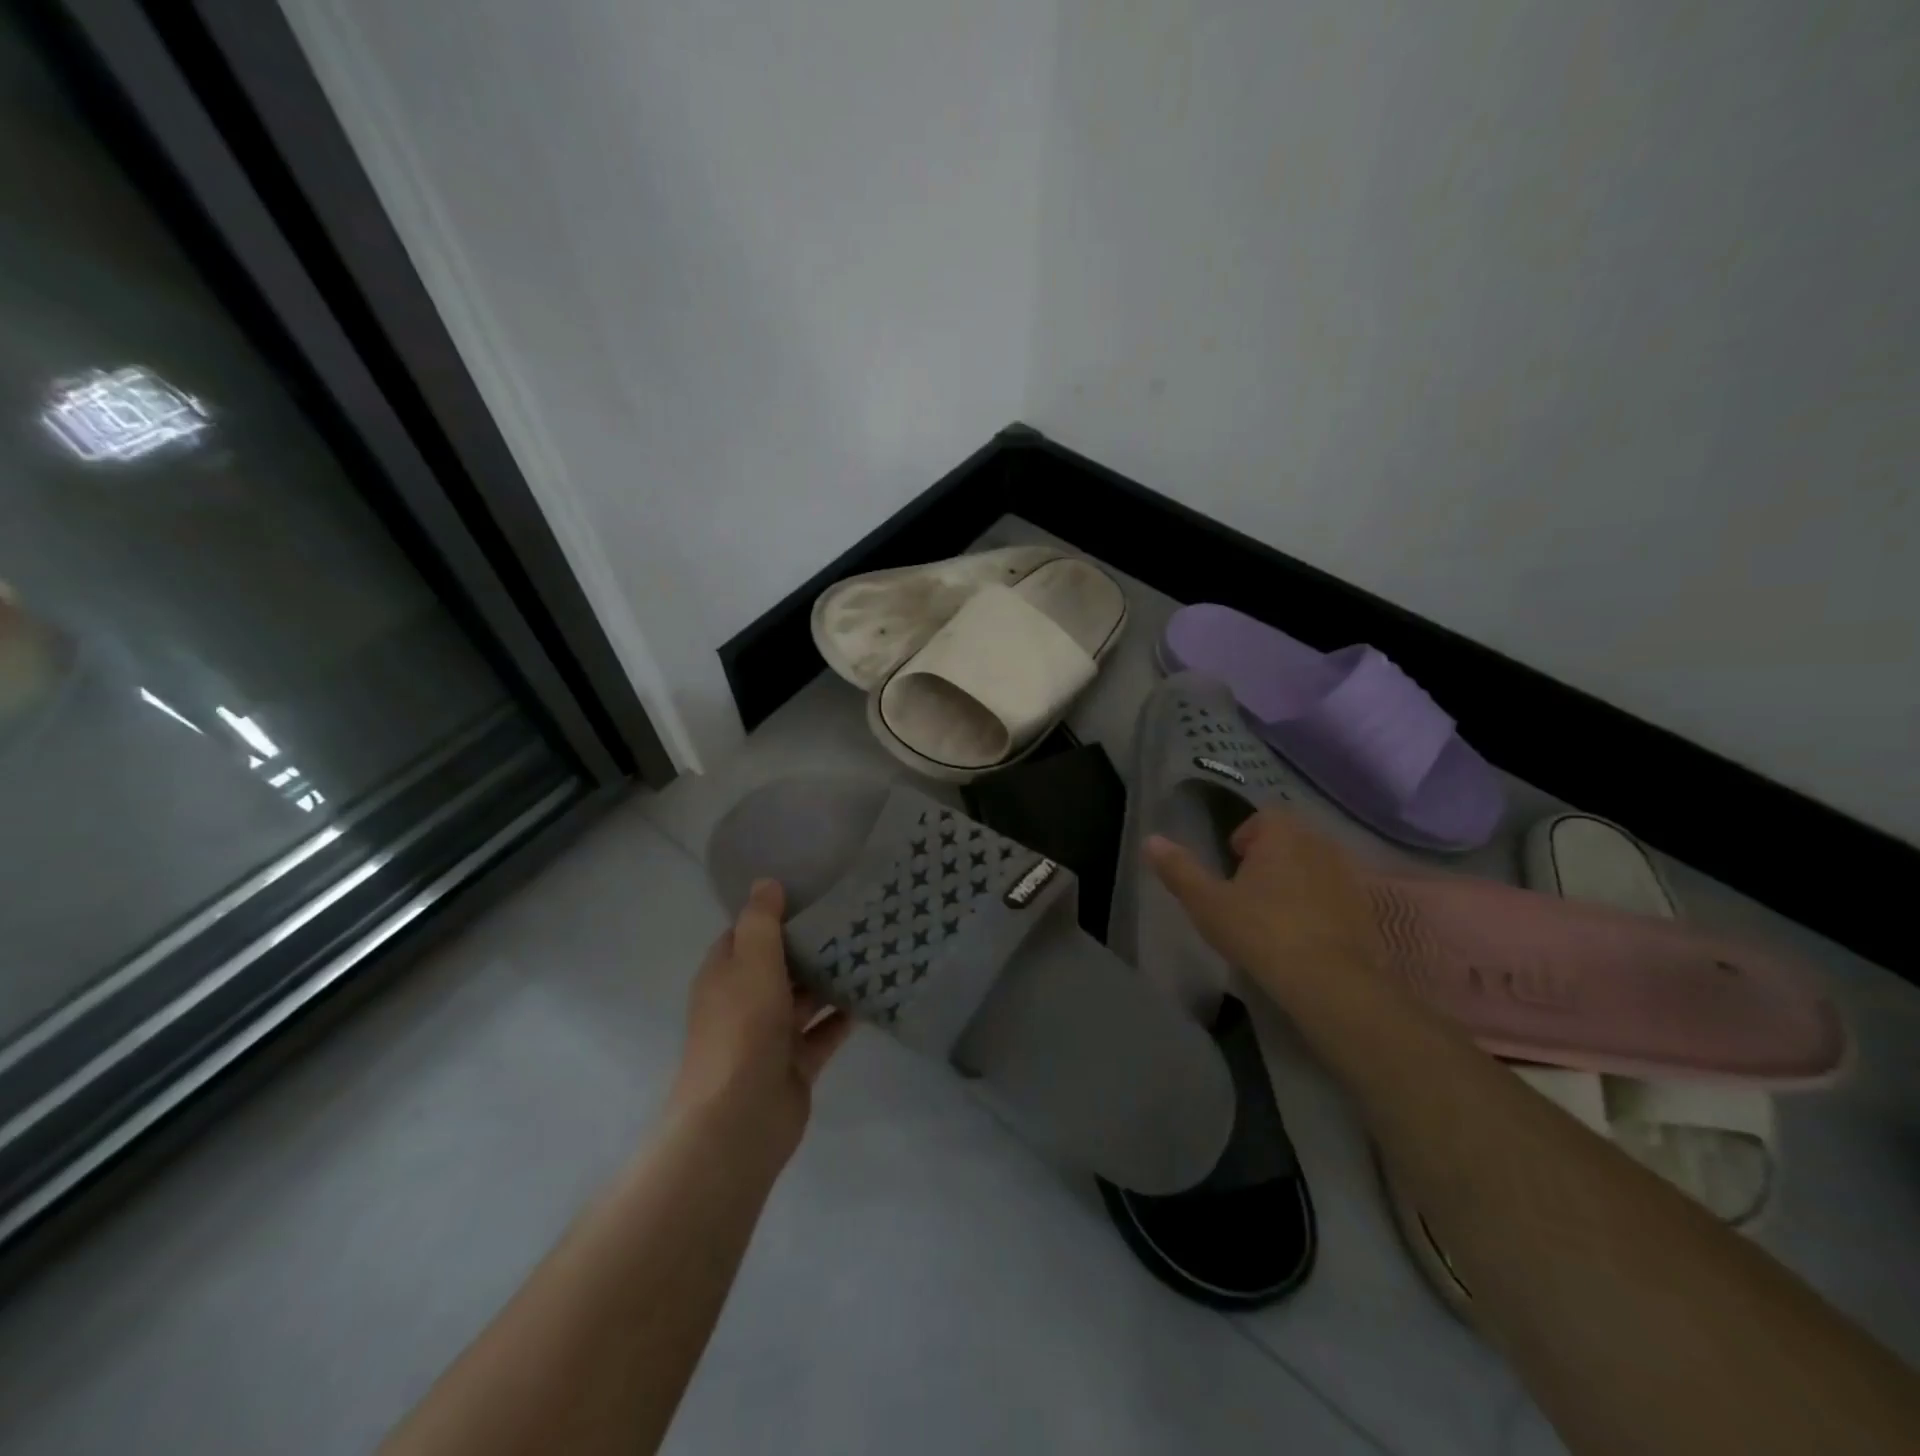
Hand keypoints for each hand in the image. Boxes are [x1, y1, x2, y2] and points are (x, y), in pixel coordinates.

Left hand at [669, 880, 853, 1160]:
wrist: (739, 1119)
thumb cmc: (742, 1029)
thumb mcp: (750, 962)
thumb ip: (760, 921)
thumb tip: (765, 882)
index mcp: (725, 975)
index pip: (747, 933)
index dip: (774, 913)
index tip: (812, 890)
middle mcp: (745, 1001)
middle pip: (780, 964)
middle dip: (811, 944)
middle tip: (854, 915)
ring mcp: (771, 1035)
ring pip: (805, 998)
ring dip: (831, 979)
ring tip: (872, 948)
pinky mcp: (797, 1063)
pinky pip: (824, 1031)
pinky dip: (844, 1016)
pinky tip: (874, 994)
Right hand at [1145, 809, 1381, 998]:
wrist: (1333, 983)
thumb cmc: (1261, 932)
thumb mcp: (1207, 903)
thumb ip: (1179, 869)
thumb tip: (1150, 840)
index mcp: (1283, 833)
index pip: (1264, 817)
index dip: (1245, 836)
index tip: (1232, 864)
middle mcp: (1320, 843)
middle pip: (1291, 839)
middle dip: (1270, 857)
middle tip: (1247, 891)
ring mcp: (1349, 876)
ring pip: (1315, 866)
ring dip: (1296, 881)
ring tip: (1274, 915)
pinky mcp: (1367, 909)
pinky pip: (1335, 895)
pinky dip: (1319, 906)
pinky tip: (1304, 936)